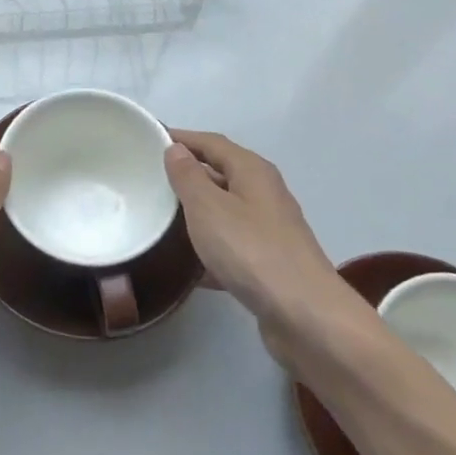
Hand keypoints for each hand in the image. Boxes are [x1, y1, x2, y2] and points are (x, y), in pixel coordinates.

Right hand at [164, 130, 347, 368]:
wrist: (306, 317)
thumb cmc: (251, 250)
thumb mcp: (208, 207)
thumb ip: (188, 176)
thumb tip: (176, 149)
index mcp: (252, 171)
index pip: (211, 142)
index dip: (182, 138)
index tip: (150, 138)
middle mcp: (265, 194)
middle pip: (221, 173)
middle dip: (187, 174)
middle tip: (149, 178)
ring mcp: (270, 230)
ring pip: (225, 211)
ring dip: (197, 212)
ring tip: (161, 217)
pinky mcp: (269, 264)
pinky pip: (231, 245)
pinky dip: (209, 248)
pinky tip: (187, 264)